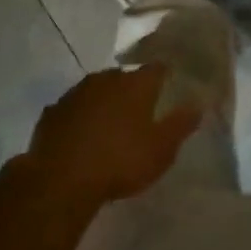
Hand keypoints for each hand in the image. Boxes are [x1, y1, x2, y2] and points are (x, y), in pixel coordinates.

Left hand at [16, 65, 199, 216]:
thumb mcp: (161, 150)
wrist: (60, 180)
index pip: (157, 69)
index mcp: (135, 84)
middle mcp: (106, 79)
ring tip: (110, 125)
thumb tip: (198, 104)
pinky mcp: (52, 112)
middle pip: (124, 78)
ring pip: (96, 90)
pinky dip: (79, 118)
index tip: (170, 88)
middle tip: (139, 112)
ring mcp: (75, 93)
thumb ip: (181, 124)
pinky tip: (81, 136)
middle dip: (132, 90)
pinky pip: (72, 109)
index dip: (165, 77)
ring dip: (104, 102)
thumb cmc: (120, 162)